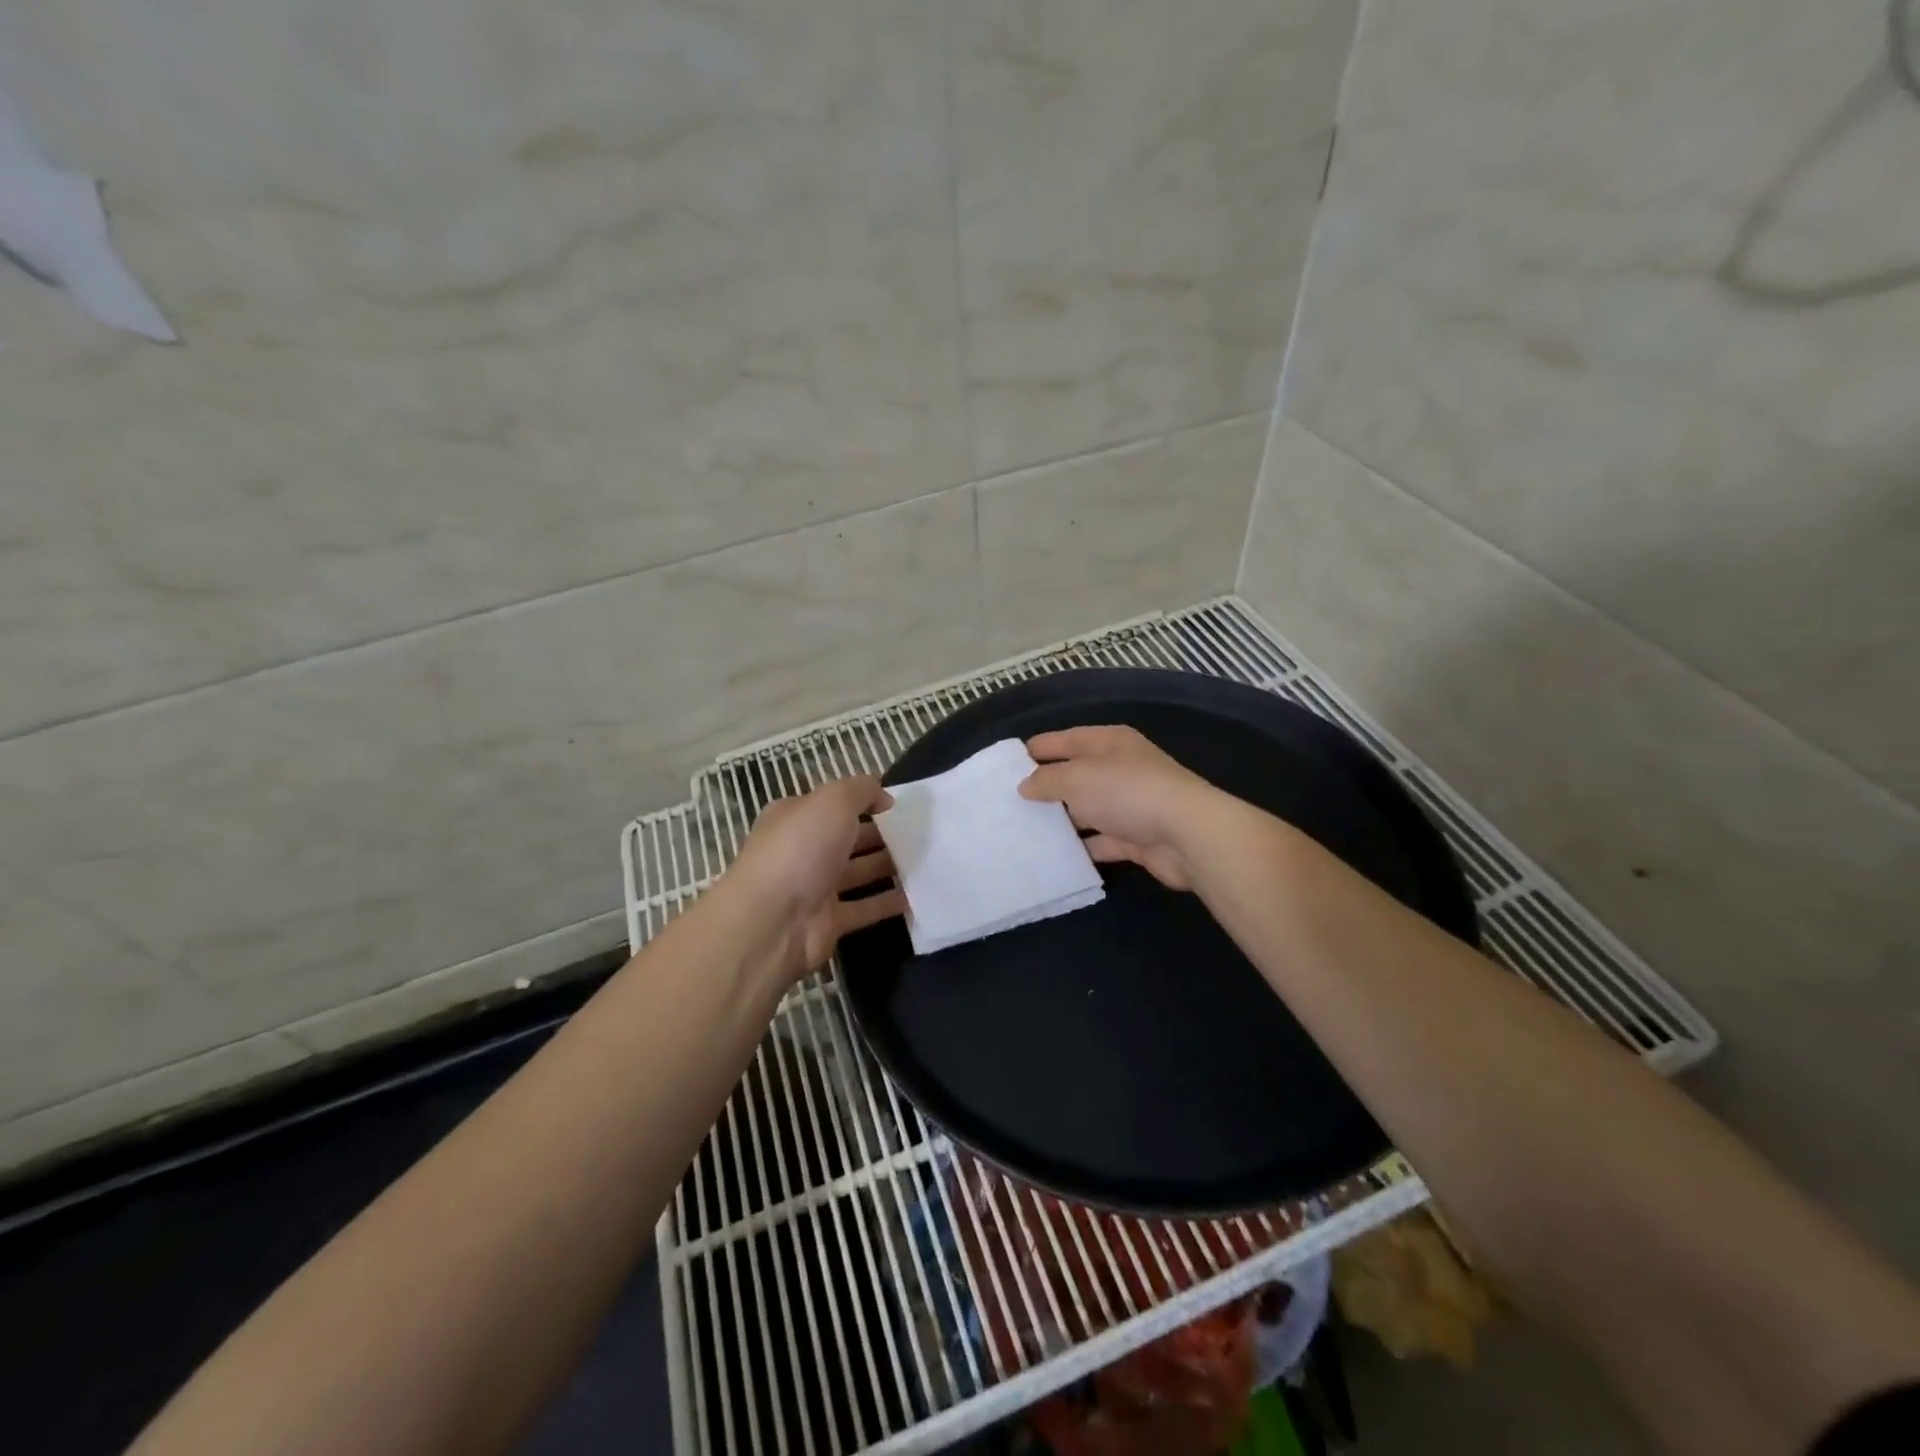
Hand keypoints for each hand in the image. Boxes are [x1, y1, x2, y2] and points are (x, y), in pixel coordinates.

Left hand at [723, 775, 905, 982]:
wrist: (771, 921)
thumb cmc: (800, 849)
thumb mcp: (833, 801)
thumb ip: (862, 790)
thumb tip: (883, 798)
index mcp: (796, 817)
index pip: (833, 804)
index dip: (864, 801)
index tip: (899, 805)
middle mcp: (803, 850)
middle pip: (848, 838)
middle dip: (882, 834)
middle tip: (922, 833)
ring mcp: (815, 888)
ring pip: (859, 872)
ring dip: (889, 866)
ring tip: (928, 860)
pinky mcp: (829, 922)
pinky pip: (865, 908)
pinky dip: (889, 902)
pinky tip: (919, 895)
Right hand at [1019, 725, 1221, 889]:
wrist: (1187, 834)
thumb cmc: (1126, 792)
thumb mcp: (1076, 778)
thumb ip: (1046, 780)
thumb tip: (1025, 785)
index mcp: (1109, 742)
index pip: (1065, 739)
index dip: (1037, 749)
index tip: (1006, 765)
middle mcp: (1120, 769)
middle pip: (1076, 775)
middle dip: (1045, 788)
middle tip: (1008, 802)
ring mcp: (1130, 804)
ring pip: (1087, 810)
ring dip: (1062, 821)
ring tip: (1023, 832)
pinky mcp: (1136, 837)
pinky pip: (1100, 841)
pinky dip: (1082, 848)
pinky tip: (1054, 857)